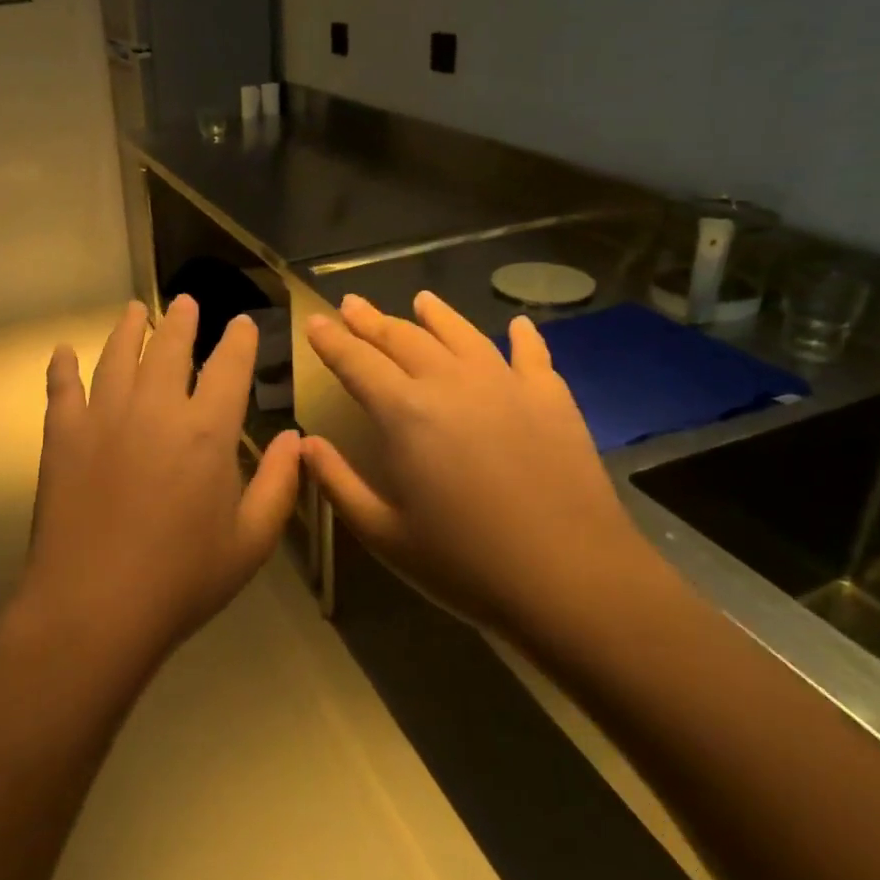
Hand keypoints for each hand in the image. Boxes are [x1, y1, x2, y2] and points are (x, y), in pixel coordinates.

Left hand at [18, 296, 301, 665]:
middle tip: (184, 302)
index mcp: (206, 431)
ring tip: (134, 310)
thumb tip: (293, 438)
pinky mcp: (63, 436)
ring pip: (117, 356)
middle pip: (169, 347)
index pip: (229, 367)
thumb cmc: (182, 580)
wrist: (94, 607)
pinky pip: (62, 388)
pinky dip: (62, 367)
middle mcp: (155, 409)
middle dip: (181, 320)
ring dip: (127, 329)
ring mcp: (104, 417)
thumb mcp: (250, 542)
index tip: (241, 323)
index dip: (238, 340)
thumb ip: (278, 484)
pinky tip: (62, 352)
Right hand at [303, 291, 649, 650]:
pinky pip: (532, 354)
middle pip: (403, 338)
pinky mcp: (551, 399)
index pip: (356, 362)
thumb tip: (306, 444)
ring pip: (461, 334)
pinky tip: (517, 324)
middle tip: (351, 303)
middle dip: (371, 320)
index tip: (314, 321)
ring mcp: (506, 385)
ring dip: (436, 315)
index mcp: (405, 413)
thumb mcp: (384, 534)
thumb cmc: (466, 564)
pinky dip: (522, 336)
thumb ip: (339, 484)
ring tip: (420, 299)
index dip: (331, 340)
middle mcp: (451, 383)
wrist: (573, 579)